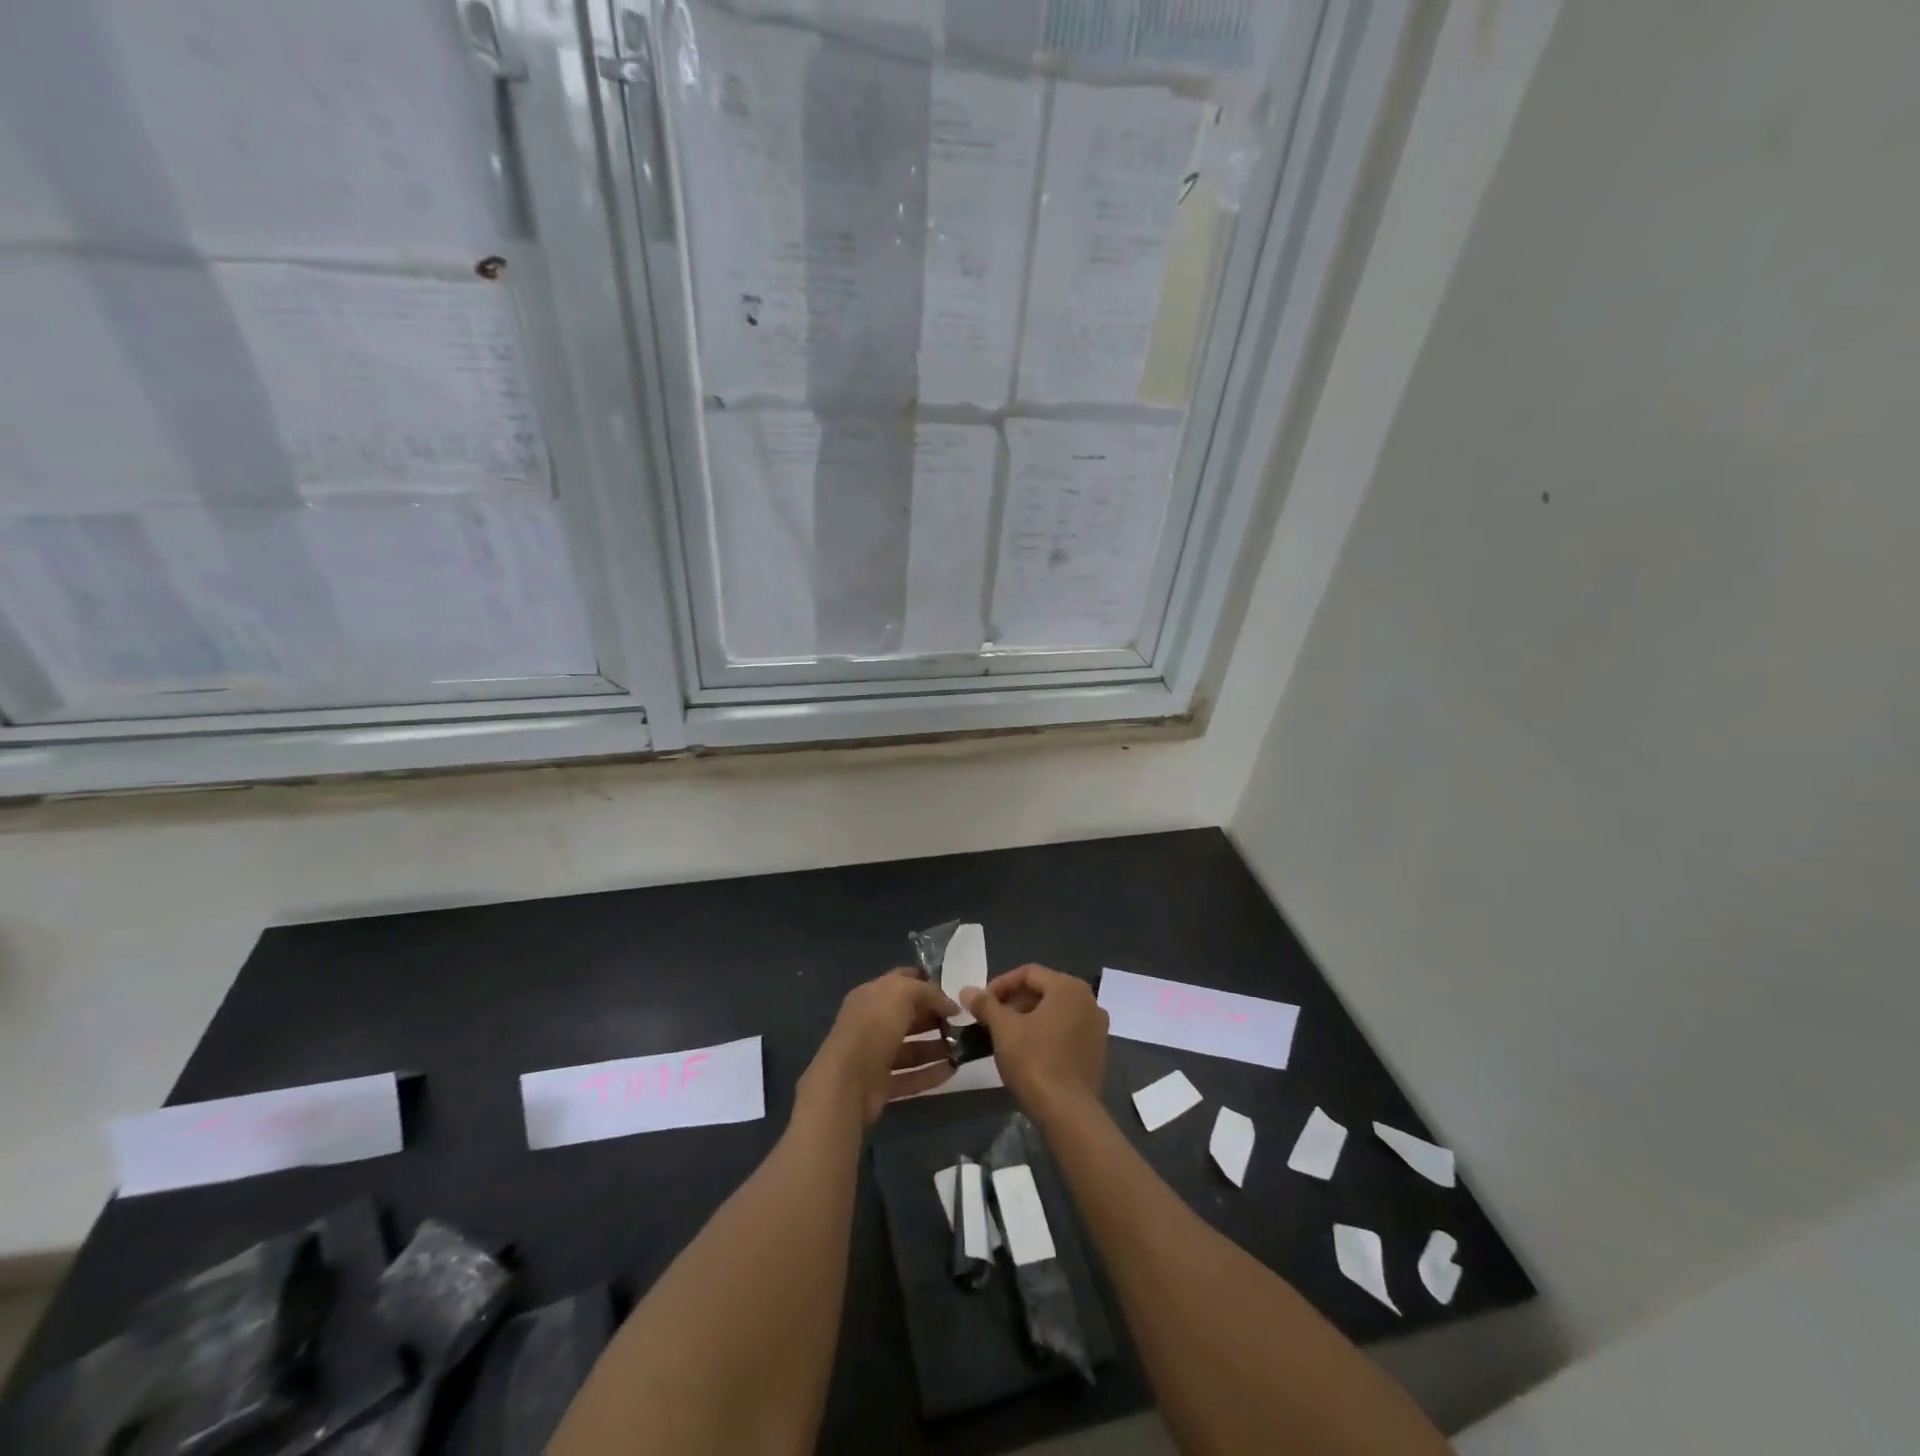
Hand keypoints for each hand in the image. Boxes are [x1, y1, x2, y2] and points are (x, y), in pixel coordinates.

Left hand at [800, 969, 960, 1125]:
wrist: (846, 1083)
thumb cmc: (873, 1028)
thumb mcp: (902, 993)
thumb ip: (928, 992)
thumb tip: (950, 1005)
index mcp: (870, 996)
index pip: (901, 981)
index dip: (926, 983)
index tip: (953, 991)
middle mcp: (870, 1023)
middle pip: (907, 1016)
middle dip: (933, 1017)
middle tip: (961, 1022)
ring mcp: (874, 1056)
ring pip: (910, 1048)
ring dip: (936, 1047)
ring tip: (962, 1048)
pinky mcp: (879, 1085)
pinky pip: (910, 1077)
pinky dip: (930, 1074)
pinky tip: (952, 1071)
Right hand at [960, 964, 1106, 1125]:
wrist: (1068, 1112)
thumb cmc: (1034, 1060)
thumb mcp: (1004, 1029)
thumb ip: (986, 1004)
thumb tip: (966, 990)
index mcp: (1069, 987)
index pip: (1028, 973)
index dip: (1000, 984)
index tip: (981, 1002)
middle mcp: (1089, 1001)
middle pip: (1044, 990)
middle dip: (1014, 1002)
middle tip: (991, 1019)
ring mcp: (1097, 1027)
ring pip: (1055, 1011)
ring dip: (1029, 1017)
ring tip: (1006, 1035)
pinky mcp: (1097, 1052)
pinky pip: (1067, 1030)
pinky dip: (1046, 1033)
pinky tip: (1028, 1051)